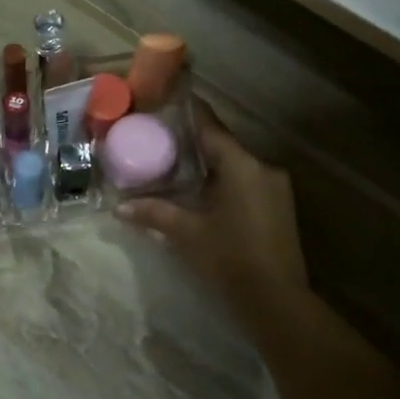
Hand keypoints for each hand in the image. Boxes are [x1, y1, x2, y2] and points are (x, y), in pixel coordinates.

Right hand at [116, 102, 308, 311]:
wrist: (277, 300)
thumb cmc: (229, 258)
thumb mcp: (186, 233)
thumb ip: (154, 212)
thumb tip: (119, 207)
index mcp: (241, 165)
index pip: (210, 126)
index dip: (189, 110)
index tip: (169, 98)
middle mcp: (262, 167)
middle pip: (223, 144)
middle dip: (194, 142)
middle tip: (162, 138)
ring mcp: (276, 187)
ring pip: (236, 164)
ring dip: (210, 164)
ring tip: (178, 165)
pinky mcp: (280, 206)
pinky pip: (247, 180)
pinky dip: (225, 180)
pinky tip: (204, 192)